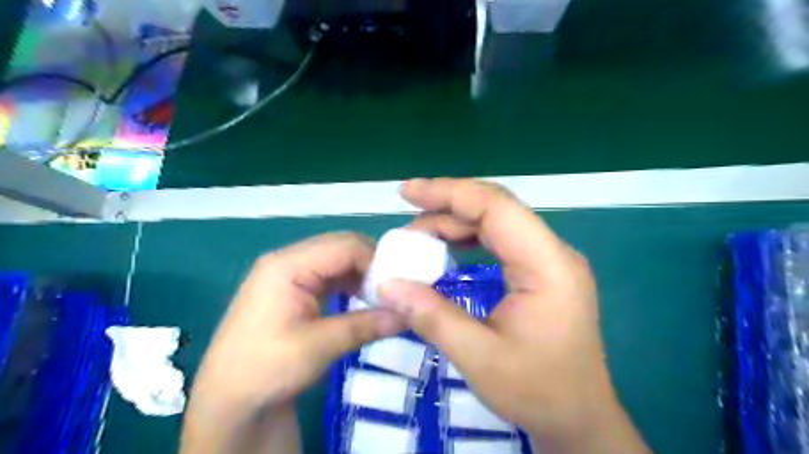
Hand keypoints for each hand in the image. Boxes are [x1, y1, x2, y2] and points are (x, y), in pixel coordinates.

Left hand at [182, 234, 404, 453]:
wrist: (228, 399)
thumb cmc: (266, 368)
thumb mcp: (319, 347)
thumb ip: (365, 325)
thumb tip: (407, 316)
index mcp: (288, 265)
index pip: (344, 246)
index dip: (376, 260)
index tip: (400, 284)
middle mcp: (288, 260)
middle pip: (341, 248)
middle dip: (371, 265)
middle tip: (394, 289)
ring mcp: (289, 273)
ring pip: (337, 260)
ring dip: (362, 275)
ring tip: (382, 296)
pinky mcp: (293, 288)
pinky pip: (329, 275)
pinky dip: (349, 284)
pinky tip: (362, 299)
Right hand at [379, 179, 648, 453]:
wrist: (579, 419)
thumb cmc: (538, 391)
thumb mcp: (479, 358)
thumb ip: (432, 316)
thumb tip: (387, 285)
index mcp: (548, 265)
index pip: (496, 207)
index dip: (449, 193)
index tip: (407, 192)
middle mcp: (553, 253)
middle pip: (497, 209)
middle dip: (447, 204)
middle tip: (405, 213)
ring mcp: (550, 260)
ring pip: (498, 222)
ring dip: (456, 222)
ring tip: (418, 234)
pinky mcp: (542, 272)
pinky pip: (501, 240)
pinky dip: (469, 238)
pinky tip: (446, 246)